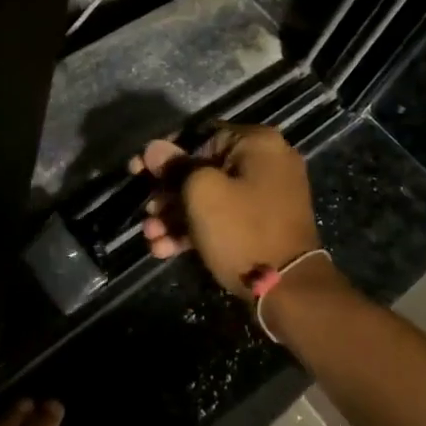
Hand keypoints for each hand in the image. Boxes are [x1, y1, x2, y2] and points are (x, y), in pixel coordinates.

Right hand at [131, 124, 321, 295]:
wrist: (289, 289)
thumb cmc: (242, 230)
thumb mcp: (201, 193)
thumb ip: (175, 167)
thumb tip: (154, 148)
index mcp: (257, 143)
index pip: (200, 135)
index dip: (164, 154)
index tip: (136, 170)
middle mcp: (266, 162)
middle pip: (203, 168)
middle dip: (168, 193)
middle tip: (145, 211)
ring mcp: (267, 194)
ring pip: (211, 196)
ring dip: (176, 216)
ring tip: (151, 236)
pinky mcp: (263, 223)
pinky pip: (224, 216)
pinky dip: (196, 229)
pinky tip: (164, 249)